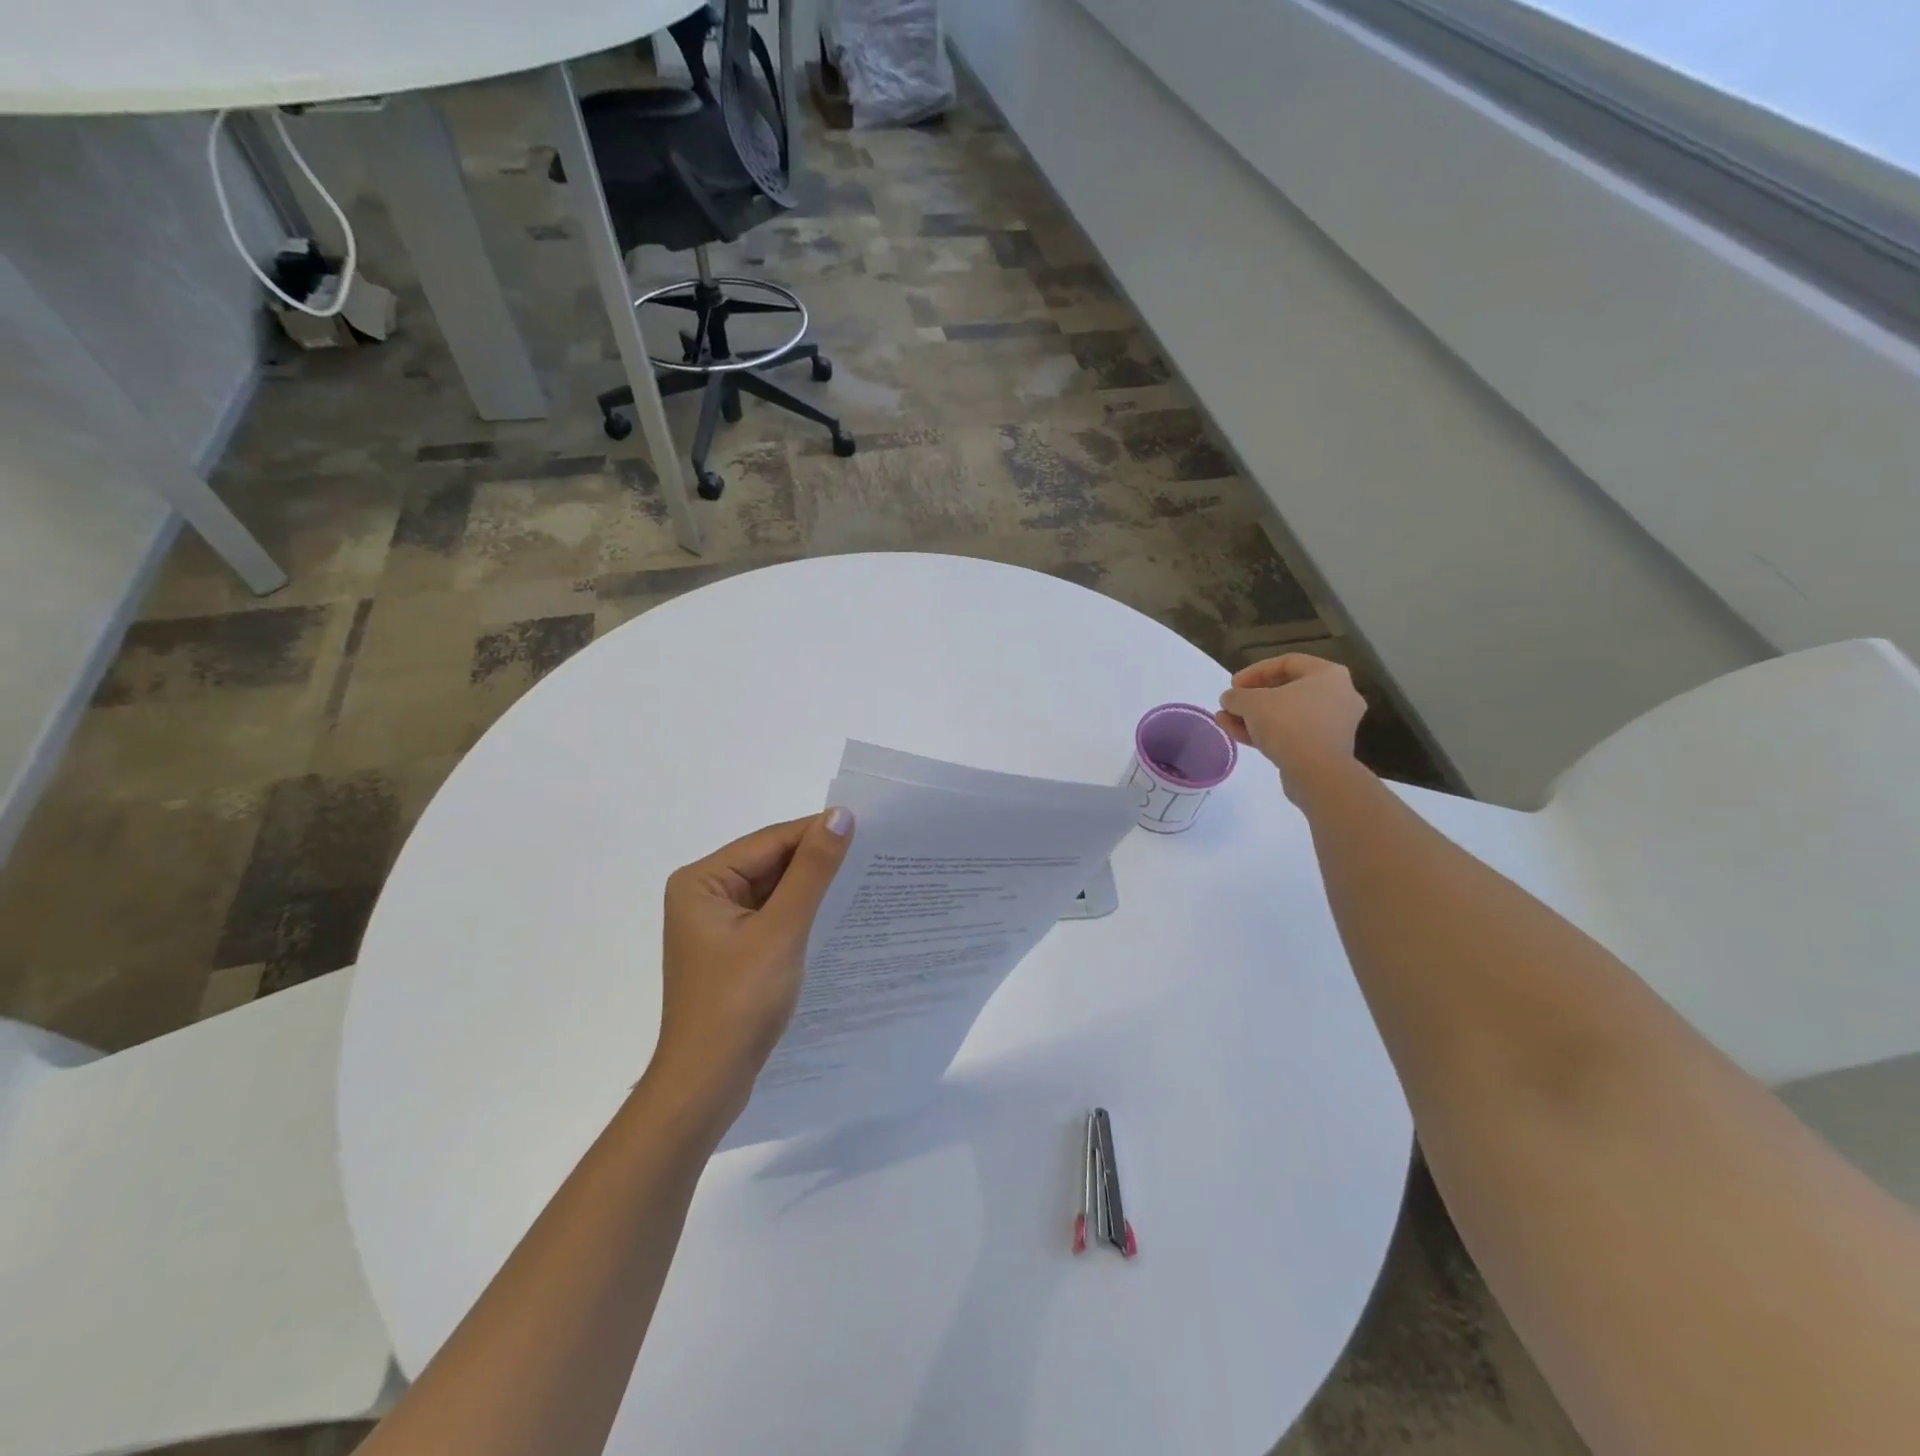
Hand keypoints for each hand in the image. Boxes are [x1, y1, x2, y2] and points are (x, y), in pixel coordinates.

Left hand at [651, 809, 854, 1117]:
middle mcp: (704, 894)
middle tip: (873, 854)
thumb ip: (812, 871)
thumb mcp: (782, 930)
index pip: (770, 841)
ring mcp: (716, 924)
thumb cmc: (739, 1002)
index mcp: (702, 880)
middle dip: (816, 862)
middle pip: (770, 863)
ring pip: (774, 890)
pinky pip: (772, 917)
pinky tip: (836, 914)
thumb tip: (841, 815)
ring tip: (864, 880)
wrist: (707, 1084)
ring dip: (811, 889)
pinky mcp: (731, 950)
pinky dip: (801, 914)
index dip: (817, 833)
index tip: (869, 829)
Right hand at [1216, 653, 1366, 794]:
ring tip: (1226, 721)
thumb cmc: (1289, 724)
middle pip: (1287, 690)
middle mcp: (1338, 695)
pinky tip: (1239, 735)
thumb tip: (1229, 699)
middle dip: (1252, 698)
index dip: (1255, 671)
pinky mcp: (1325, 748)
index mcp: (1329, 675)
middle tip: (1231, 704)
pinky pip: (1292, 733)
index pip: (1287, 662)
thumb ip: (1237, 696)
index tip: (1233, 685)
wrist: (1317, 773)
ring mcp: (1334, 724)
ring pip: (1287, 714)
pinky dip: (1267, 732)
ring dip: (1254, 717)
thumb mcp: (1252, 703)